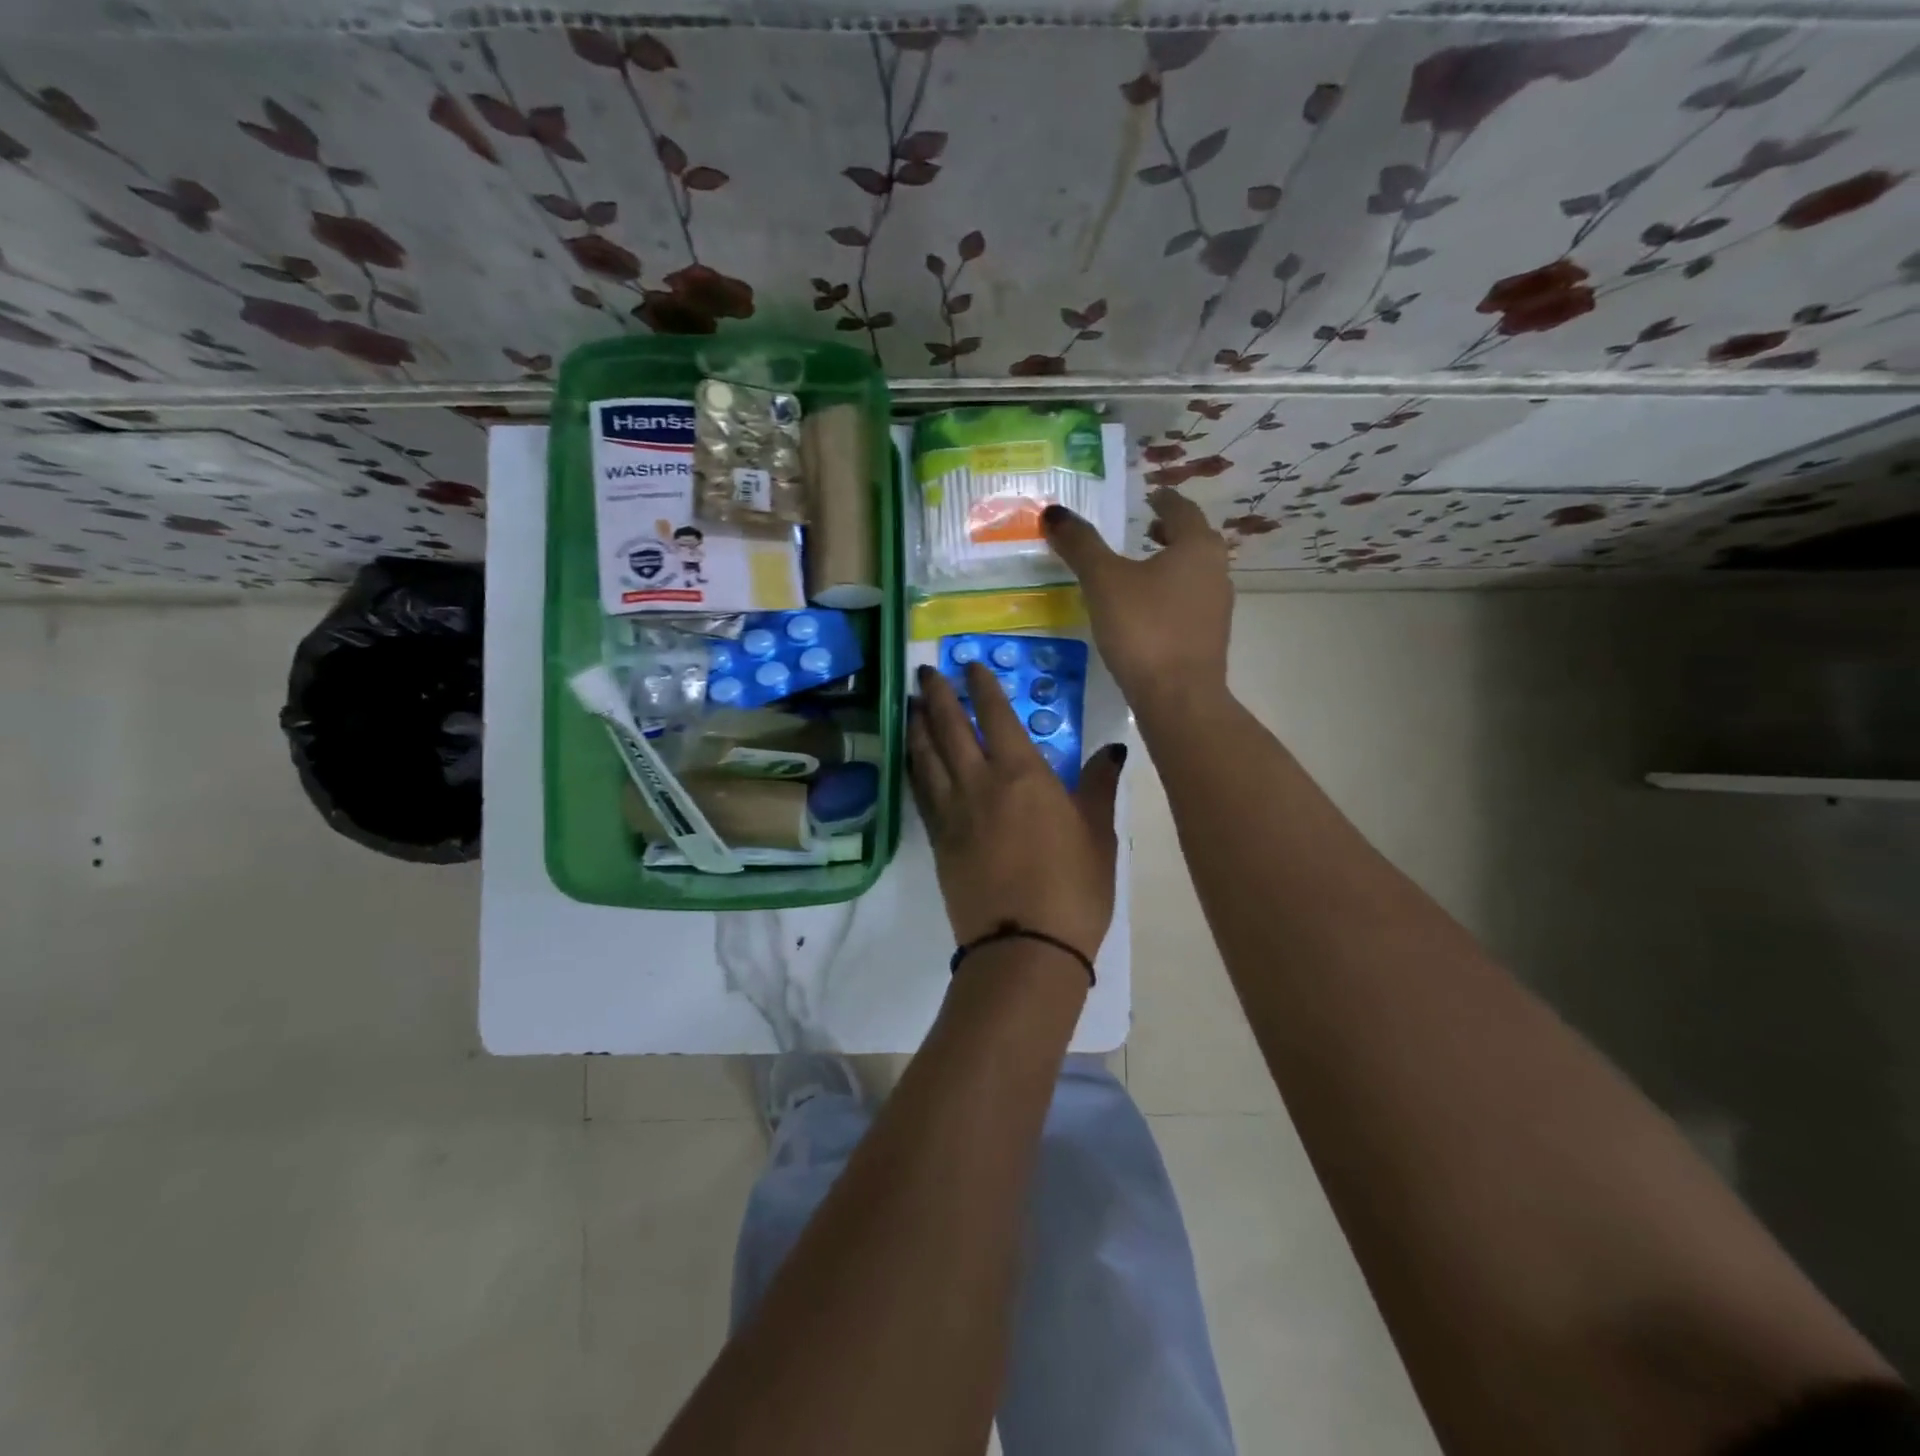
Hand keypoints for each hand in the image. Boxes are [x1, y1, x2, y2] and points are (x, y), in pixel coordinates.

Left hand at [909, 662, 1123, 968]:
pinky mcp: (938, 841)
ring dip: (917, 726)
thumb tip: (1113, 750)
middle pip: (950, 728)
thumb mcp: (1098, 834)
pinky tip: (911, 759)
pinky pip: (921, 792)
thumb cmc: (1073, 888)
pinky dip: (913, 767)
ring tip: (911, 704)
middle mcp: (980, 783)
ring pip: (927, 756)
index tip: (969, 664)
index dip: (982, 686)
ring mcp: (953, 812)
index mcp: (1023, 774)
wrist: (1025, 947)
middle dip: (938, 695)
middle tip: (926, 671)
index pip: (996, 716)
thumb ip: (1099, 786)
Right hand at [1043, 489, 1231, 714]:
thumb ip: (1080, 544)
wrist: (1178, 698)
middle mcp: (1216, 570)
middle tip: (1143, 530)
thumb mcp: (1103, 581)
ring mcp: (1216, 607)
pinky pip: (1189, 603)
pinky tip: (1145, 612)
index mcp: (1197, 546)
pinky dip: (1170, 596)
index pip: (1181, 509)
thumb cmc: (1143, 628)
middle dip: (1168, 532)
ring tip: (1139, 570)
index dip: (1162, 500)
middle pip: (1193, 540)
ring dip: (1170, 565)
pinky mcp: (1208, 639)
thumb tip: (1054, 512)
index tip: (1148, 497)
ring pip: (1193, 573)